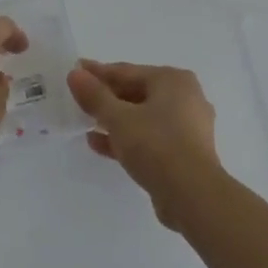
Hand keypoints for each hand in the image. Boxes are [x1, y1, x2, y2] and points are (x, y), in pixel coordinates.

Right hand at [66, 59, 224, 226]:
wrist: (192, 195)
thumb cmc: (156, 145)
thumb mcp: (118, 118)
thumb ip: (95, 95)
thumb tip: (75, 74)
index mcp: (173, 80)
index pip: (127, 71)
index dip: (98, 72)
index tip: (75, 71)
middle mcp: (185, 98)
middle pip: (137, 92)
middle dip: (106, 97)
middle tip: (78, 98)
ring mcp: (187, 127)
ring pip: (143, 117)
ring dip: (114, 119)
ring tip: (85, 122)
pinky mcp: (184, 153)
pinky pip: (150, 137)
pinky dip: (127, 138)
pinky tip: (99, 144)